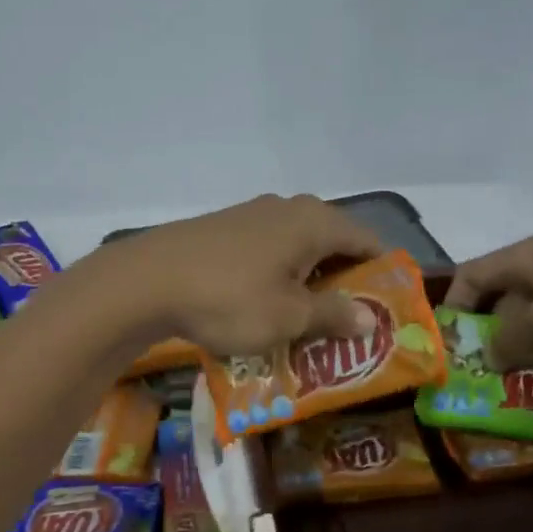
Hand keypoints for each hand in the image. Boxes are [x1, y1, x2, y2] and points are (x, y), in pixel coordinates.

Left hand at [110, 194, 382, 354]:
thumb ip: (334, 315)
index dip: (381, 274)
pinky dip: (279, 276)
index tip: (386, 309)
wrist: (146, 281)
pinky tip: (267, 304)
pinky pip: (269, 251)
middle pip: (334, 243)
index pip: (367, 241)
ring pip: (298, 248)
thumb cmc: (230, 298)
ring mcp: (253, 215)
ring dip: (309, 281)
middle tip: (349, 323)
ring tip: (309, 320)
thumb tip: (370, 319)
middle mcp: (289, 208)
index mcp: (315, 222)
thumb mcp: (289, 316)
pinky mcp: (225, 228)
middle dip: (344, 282)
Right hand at [443, 234, 532, 366]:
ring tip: (523, 386)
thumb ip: (510, 340)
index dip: (453, 309)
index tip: (451, 349)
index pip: (469, 276)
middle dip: (492, 339)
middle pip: (501, 301)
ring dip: (528, 349)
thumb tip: (487, 356)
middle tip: (487, 378)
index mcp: (524, 258)